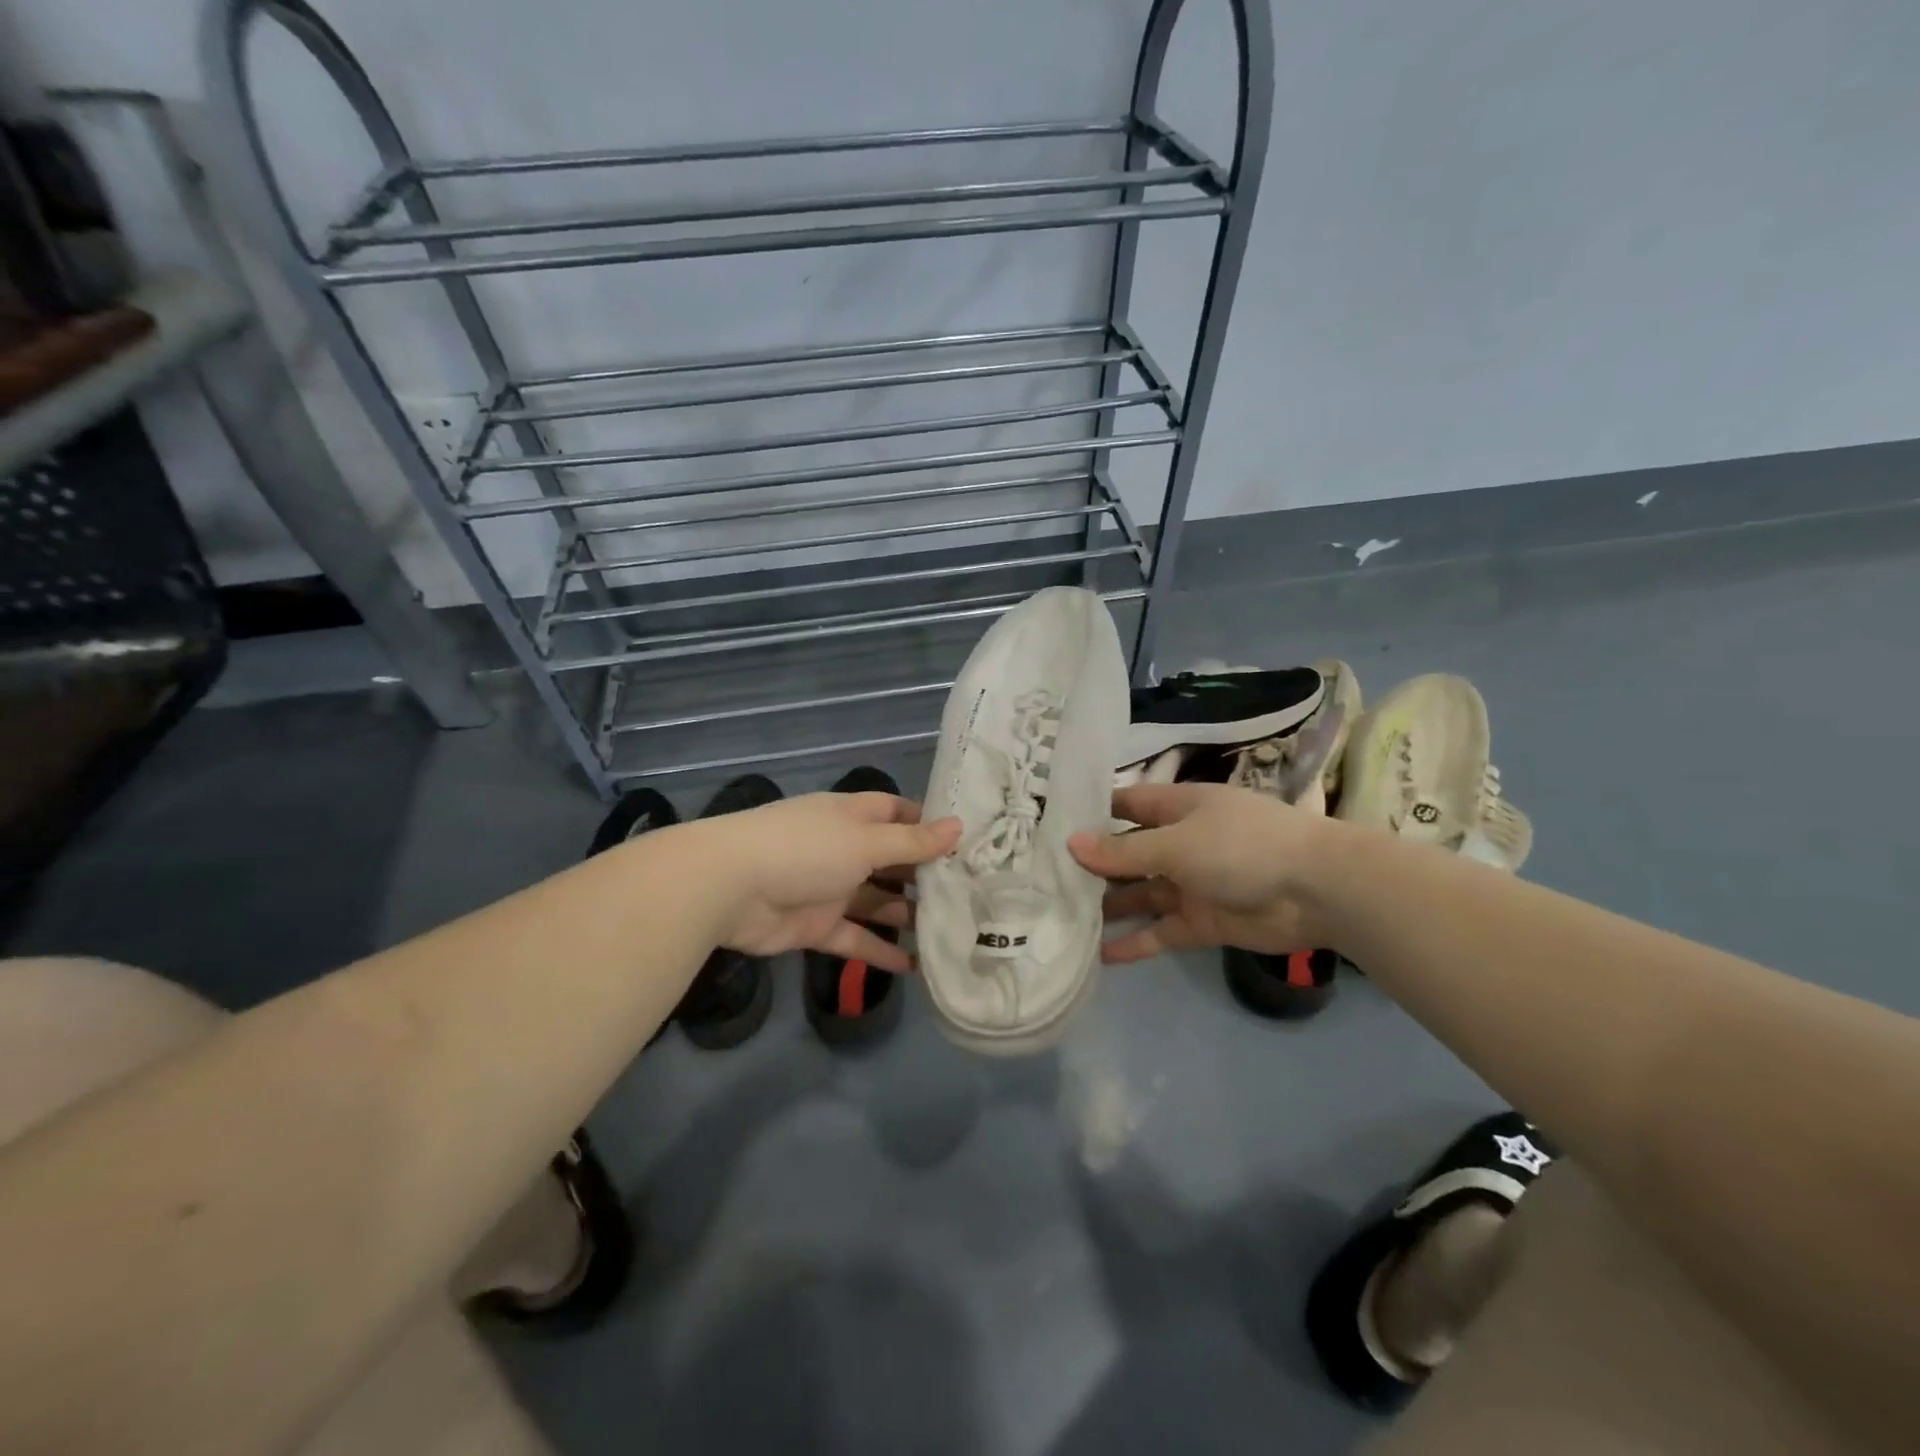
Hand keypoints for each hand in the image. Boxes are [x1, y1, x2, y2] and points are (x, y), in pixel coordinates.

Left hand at [693, 792, 960, 972]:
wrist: (730, 887)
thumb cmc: (806, 848)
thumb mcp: (866, 841)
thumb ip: (912, 843)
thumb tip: (959, 827)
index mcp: (854, 817)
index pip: (900, 814)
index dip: (930, 825)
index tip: (969, 842)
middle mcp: (845, 849)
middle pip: (893, 861)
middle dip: (926, 877)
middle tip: (973, 895)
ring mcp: (830, 888)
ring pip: (878, 902)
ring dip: (909, 916)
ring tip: (953, 932)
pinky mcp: (816, 926)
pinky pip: (856, 938)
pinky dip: (880, 952)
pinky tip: (916, 969)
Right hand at [1067, 782, 1333, 961]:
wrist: (1318, 891)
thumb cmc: (1242, 847)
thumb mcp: (1176, 843)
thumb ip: (1123, 851)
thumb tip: (1071, 845)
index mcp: (1177, 808)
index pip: (1126, 805)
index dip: (1092, 814)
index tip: (1050, 826)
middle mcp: (1180, 842)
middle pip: (1128, 853)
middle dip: (1094, 866)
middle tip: (1044, 881)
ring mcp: (1192, 883)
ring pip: (1141, 894)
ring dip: (1110, 906)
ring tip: (1063, 920)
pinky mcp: (1203, 921)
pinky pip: (1162, 930)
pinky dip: (1136, 942)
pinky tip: (1102, 956)